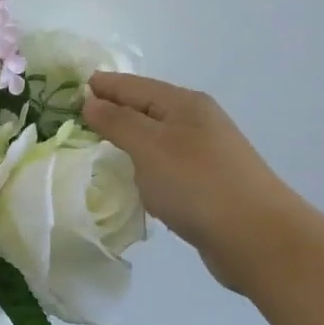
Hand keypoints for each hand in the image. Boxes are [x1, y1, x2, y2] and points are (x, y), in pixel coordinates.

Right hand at [82, 72, 309, 295]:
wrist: (257, 238)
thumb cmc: (197, 184)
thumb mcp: (149, 146)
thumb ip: (117, 121)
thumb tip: (91, 101)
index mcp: (184, 104)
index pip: (132, 85)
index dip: (101, 86)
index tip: (66, 90)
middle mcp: (197, 122)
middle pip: (145, 108)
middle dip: (112, 110)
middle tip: (73, 119)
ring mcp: (204, 153)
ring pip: (155, 138)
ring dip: (127, 139)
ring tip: (95, 147)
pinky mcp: (206, 184)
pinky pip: (164, 165)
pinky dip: (143, 166)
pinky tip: (130, 179)